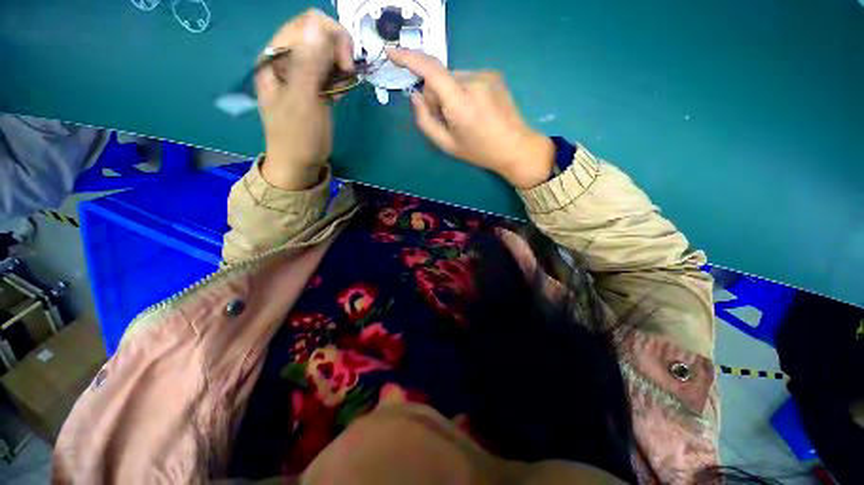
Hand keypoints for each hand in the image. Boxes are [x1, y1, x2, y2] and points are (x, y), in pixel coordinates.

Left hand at [257, 9, 353, 189]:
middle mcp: (286, 57)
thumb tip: (319, 25)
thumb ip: (309, 64)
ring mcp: (300, 71)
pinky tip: (339, 93)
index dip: (331, 37)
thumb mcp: (303, 101)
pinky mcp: (312, 84)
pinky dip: (339, 77)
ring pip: (326, 50)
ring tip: (343, 86)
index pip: (307, 23)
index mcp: (275, 56)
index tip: (345, 65)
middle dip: (338, 49)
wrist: (299, 163)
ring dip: (340, 64)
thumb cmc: (297, 136)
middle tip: (347, 74)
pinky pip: (329, 68)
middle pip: (318, 32)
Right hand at [387, 49, 553, 188]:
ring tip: (465, 117)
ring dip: (450, 94)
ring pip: (452, 79)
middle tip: (448, 120)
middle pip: (439, 79)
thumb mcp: (447, 144)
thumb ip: (425, 121)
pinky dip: (462, 91)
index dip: (409, 59)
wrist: (515, 146)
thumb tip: (415, 97)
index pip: (430, 71)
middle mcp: (473, 81)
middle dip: (436, 97)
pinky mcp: (493, 74)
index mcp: (460, 102)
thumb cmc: (479, 151)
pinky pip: (466, 78)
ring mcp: (485, 75)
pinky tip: (475, 109)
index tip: (392, 54)